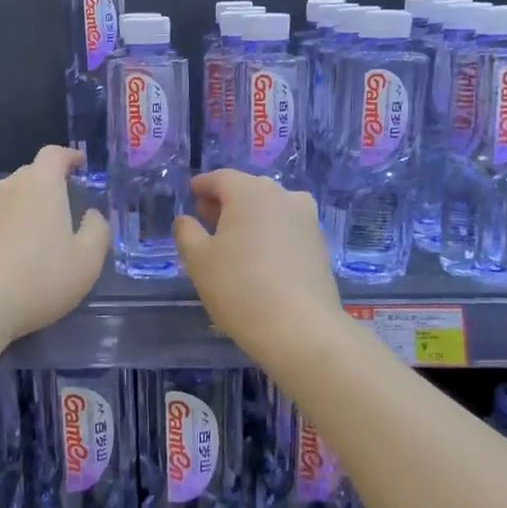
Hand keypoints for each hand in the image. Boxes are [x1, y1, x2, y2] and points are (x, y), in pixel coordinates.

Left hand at [0, 147, 109, 340]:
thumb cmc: (39, 278)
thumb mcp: (87, 261)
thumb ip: (97, 231)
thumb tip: (92, 215)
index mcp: (40, 185)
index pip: (54, 154)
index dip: (69, 156)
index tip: (79, 164)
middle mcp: (6, 188)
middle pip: (29, 176)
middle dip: (47, 186)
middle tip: (62, 208)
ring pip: (6, 201)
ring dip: (22, 211)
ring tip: (34, 240)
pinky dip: (1, 233)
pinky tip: (6, 262)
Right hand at [175, 170, 341, 360]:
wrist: (300, 329)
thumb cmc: (239, 287)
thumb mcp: (198, 260)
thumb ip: (187, 232)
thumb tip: (186, 219)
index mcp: (250, 192)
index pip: (220, 178)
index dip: (202, 186)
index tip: (191, 195)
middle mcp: (283, 196)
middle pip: (248, 190)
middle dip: (226, 202)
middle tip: (207, 220)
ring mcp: (307, 220)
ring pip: (271, 209)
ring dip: (251, 218)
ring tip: (234, 241)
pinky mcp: (320, 245)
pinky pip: (287, 229)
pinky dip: (271, 234)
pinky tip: (260, 258)